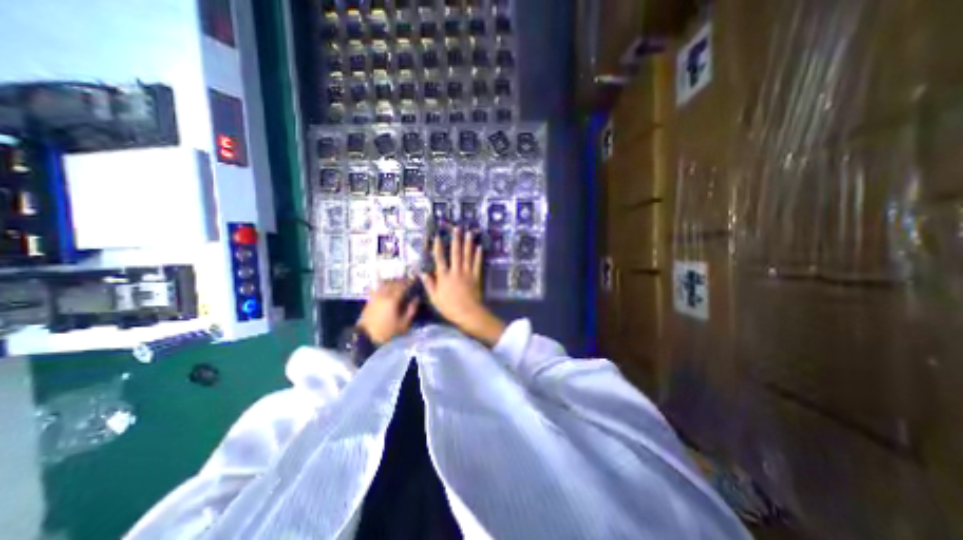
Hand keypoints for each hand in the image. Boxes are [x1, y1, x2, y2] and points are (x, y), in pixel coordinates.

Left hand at [357, 280, 417, 342]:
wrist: (365, 337)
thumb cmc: (387, 332)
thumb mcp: (404, 324)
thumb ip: (411, 310)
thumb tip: (416, 299)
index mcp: (393, 299)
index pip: (403, 286)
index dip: (410, 282)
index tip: (415, 280)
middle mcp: (383, 294)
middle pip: (394, 283)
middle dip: (402, 281)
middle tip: (409, 282)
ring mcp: (375, 296)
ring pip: (385, 283)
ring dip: (393, 282)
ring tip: (399, 284)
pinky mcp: (370, 299)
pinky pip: (379, 288)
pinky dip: (385, 285)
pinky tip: (388, 289)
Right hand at [422, 226, 510, 345]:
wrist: (468, 313)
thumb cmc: (449, 307)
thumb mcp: (434, 298)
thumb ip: (429, 284)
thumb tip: (422, 272)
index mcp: (444, 276)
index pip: (440, 258)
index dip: (438, 246)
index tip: (438, 236)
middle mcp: (455, 271)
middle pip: (456, 252)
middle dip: (456, 239)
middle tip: (457, 228)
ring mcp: (467, 273)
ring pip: (467, 255)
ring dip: (468, 243)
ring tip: (469, 232)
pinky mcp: (476, 276)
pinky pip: (477, 263)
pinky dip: (478, 255)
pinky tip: (479, 247)